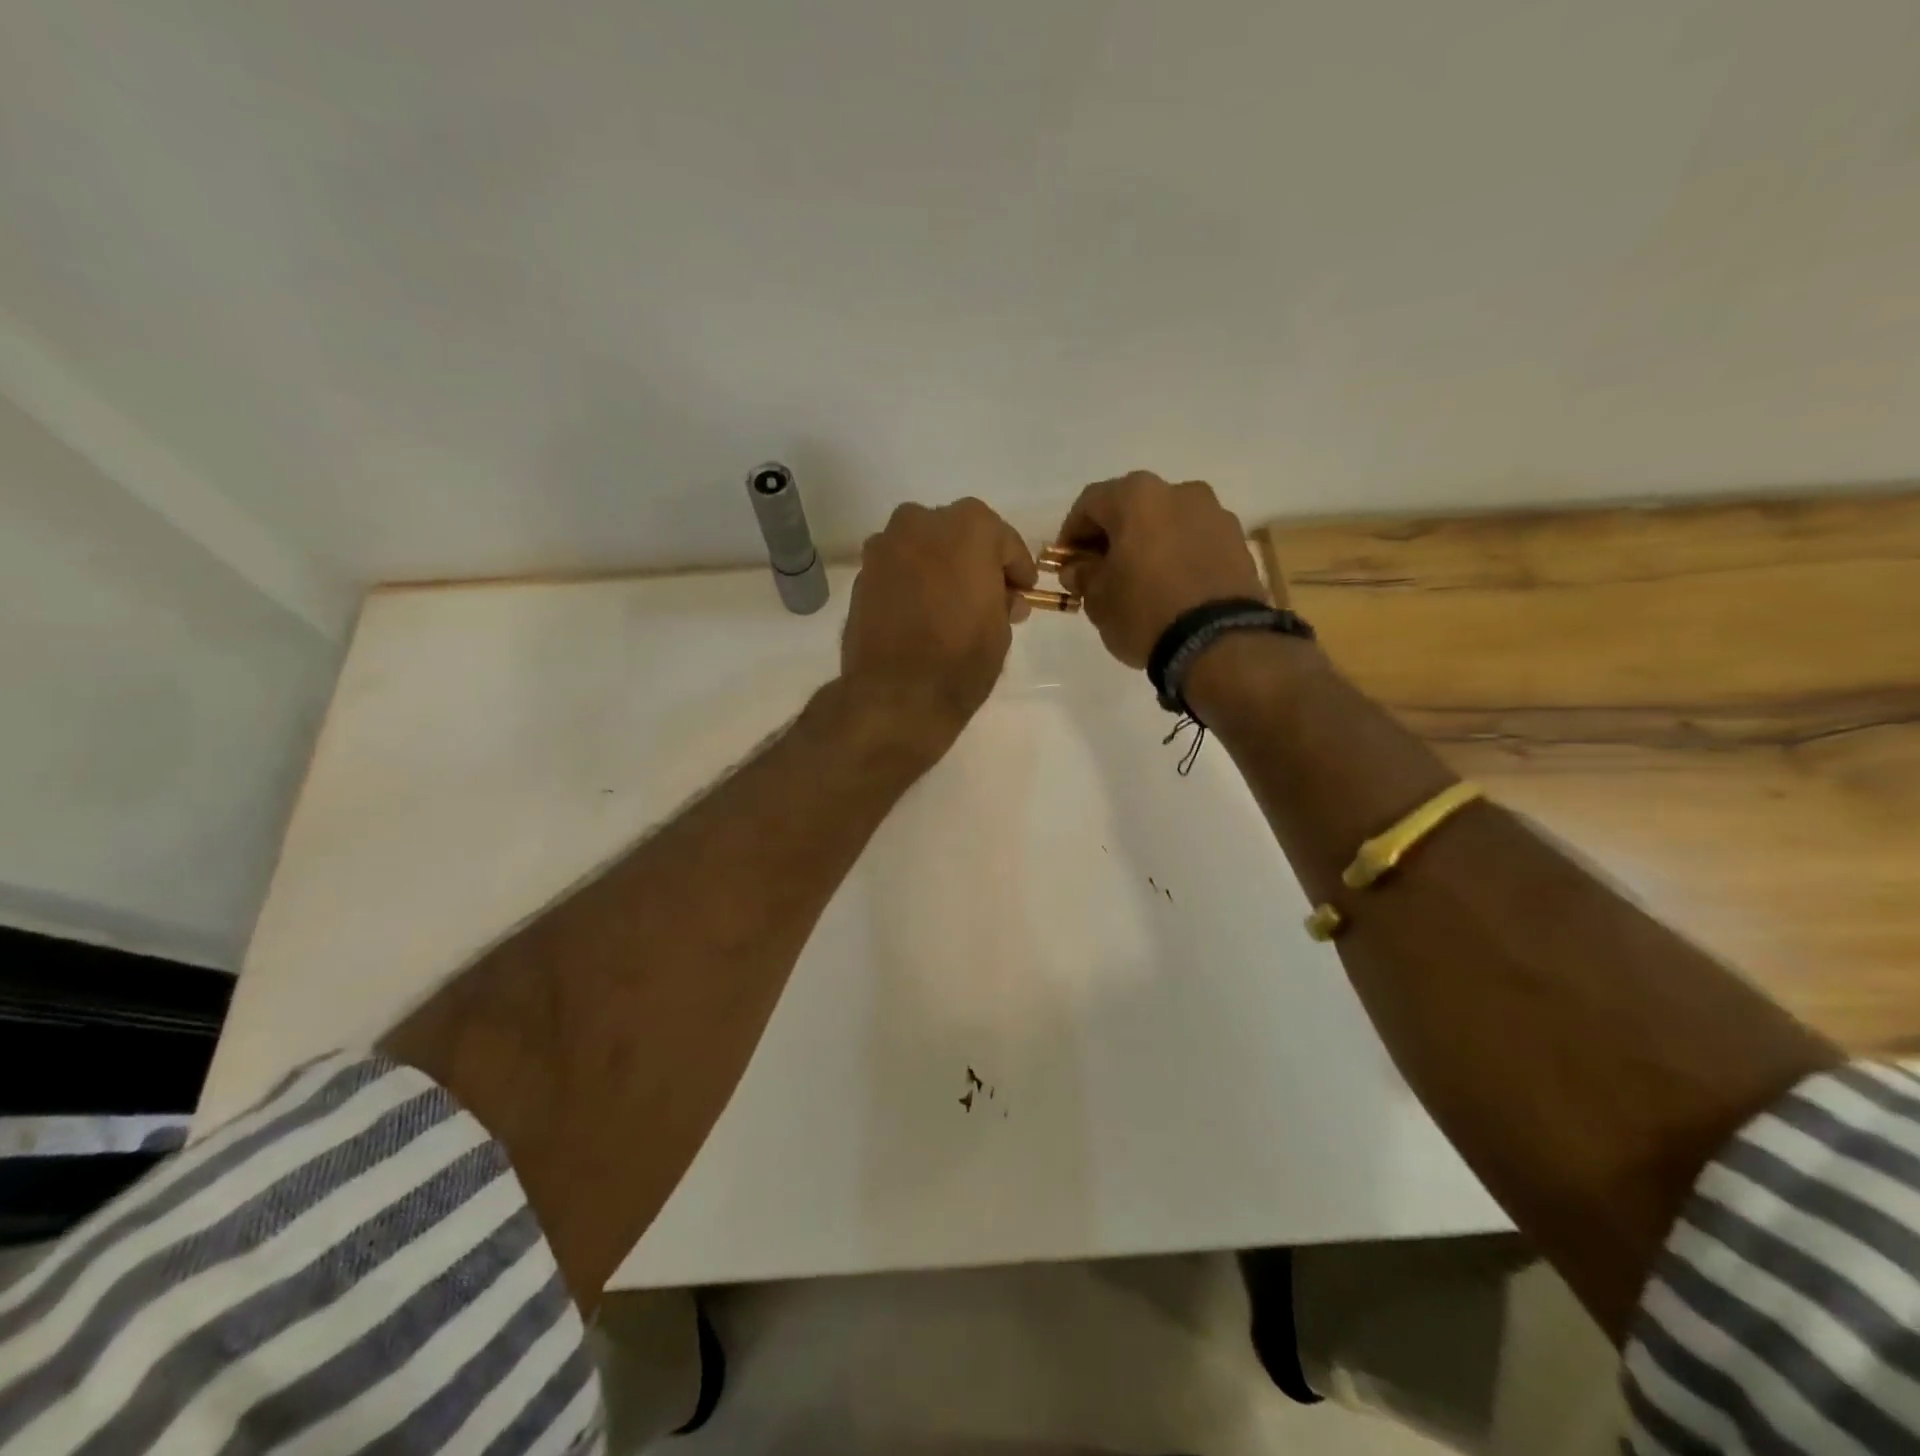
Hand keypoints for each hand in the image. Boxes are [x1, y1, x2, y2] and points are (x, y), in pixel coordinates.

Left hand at [841, 498, 1036, 757]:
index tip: (1023, 590)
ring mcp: (885, 545)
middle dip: (975, 561)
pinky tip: (921, 611)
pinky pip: (898, 569)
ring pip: (923, 547)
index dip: (1017, 569)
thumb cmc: (961, 659)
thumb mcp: (1001, 630)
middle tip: (987, 596)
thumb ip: (1003, 601)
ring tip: (951, 604)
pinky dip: (912, 582)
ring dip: (940, 566)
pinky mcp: (861, 574)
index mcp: (969, 527)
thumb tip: (1001, 598)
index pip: (1004, 541)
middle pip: (959, 535)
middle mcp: (922, 522)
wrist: (895, 695)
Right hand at [1055, 471, 1266, 667]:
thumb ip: (1083, 575)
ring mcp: (1214, 514)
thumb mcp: (1097, 599)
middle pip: (1132, 508)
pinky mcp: (1237, 542)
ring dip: (1148, 544)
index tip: (1066, 563)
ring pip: (1167, 523)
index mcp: (1137, 497)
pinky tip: (1171, 587)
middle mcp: (1179, 492)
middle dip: (1112, 537)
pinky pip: (1195, 541)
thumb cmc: (1144, 612)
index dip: (1071, 533)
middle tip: (1099, 571)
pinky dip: (1178, 556)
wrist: (1218, 643)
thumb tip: (1079, 567)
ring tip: (1139, 581)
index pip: (1090, 503)